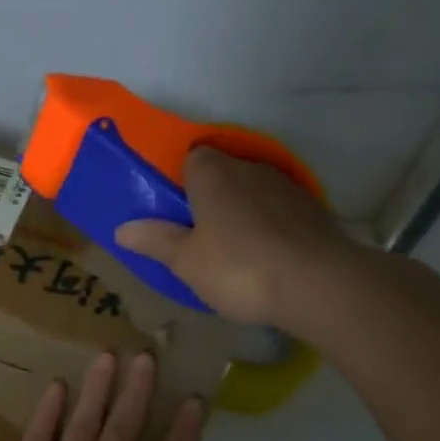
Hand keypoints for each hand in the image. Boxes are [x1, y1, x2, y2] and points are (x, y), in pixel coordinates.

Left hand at [0, 353, 204, 440]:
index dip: (184, 432)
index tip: (192, 400)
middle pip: (125, 430)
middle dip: (139, 392)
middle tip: (146, 357)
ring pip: (84, 424)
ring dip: (98, 390)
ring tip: (108, 357)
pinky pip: (37, 438)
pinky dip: (48, 412)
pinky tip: (56, 388)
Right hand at [114, 147, 360, 329]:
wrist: (317, 283)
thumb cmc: (238, 267)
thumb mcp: (185, 261)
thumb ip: (154, 241)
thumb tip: (122, 228)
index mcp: (213, 173)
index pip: (192, 157)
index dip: (180, 181)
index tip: (174, 211)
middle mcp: (250, 168)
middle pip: (223, 173)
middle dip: (209, 197)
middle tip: (197, 235)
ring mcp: (285, 186)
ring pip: (252, 191)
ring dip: (241, 211)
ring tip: (232, 250)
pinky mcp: (312, 209)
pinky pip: (278, 210)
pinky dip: (268, 226)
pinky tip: (264, 256)